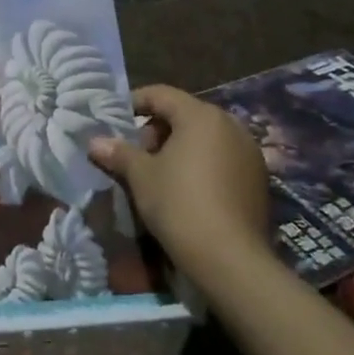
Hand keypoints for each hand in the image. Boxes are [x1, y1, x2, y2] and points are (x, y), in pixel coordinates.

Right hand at [90, 84, 272, 282]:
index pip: (161, 94)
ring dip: (180, 148)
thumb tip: (94, 142)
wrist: (231, 260)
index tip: (116, 120)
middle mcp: (230, 125)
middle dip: (157, 130)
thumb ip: (118, 153)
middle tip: (137, 155)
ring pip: (205, 137)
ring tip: (160, 174)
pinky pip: (223, 159)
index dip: (135, 102)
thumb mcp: (141, 176)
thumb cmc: (179, 204)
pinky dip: (202, 164)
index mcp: (201, 115)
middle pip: (185, 115)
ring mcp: (249, 152)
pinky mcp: (259, 180)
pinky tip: (188, 191)